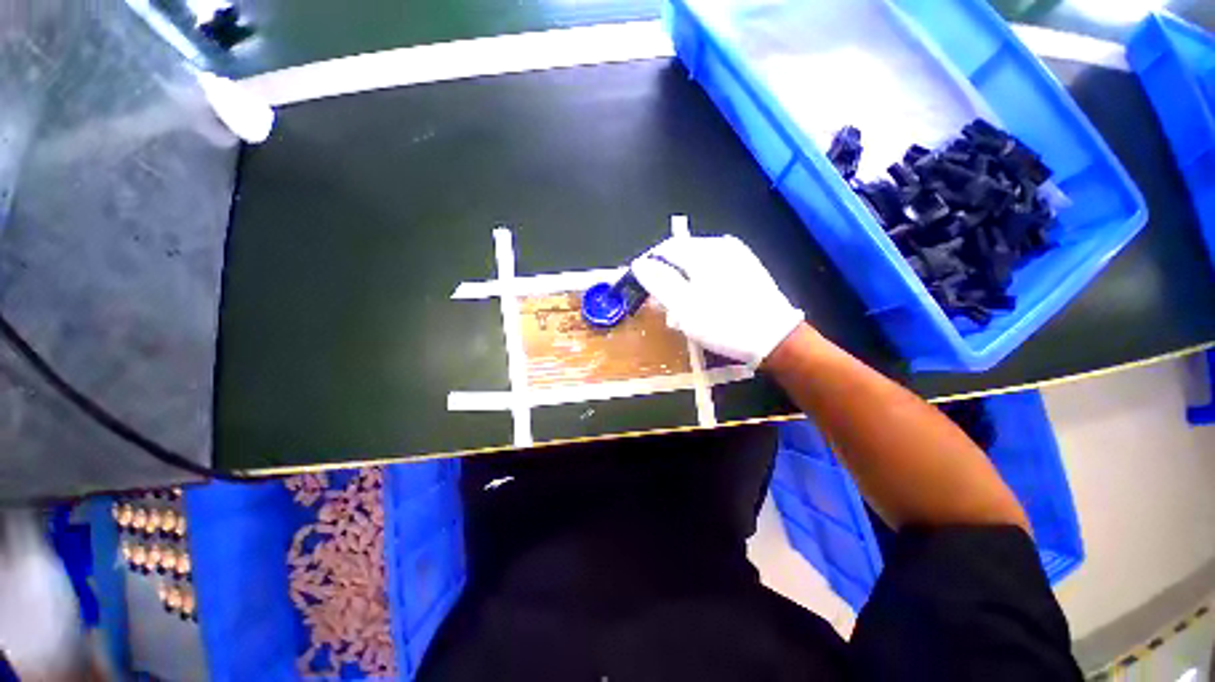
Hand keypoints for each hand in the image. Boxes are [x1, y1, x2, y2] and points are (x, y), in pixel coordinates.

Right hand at [631, 235, 803, 364]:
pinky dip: (701, 282)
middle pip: (681, 255)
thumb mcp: (684, 306)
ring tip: (682, 306)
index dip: (649, 266)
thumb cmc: (724, 323)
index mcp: (704, 250)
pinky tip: (704, 301)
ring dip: (683, 281)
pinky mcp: (748, 268)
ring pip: (697, 263)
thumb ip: (659, 281)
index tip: (641, 287)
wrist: (776, 339)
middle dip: (667, 276)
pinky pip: (714, 269)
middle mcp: (721, 245)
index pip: (664, 249)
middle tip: (662, 303)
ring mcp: (738, 255)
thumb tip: (639, 264)